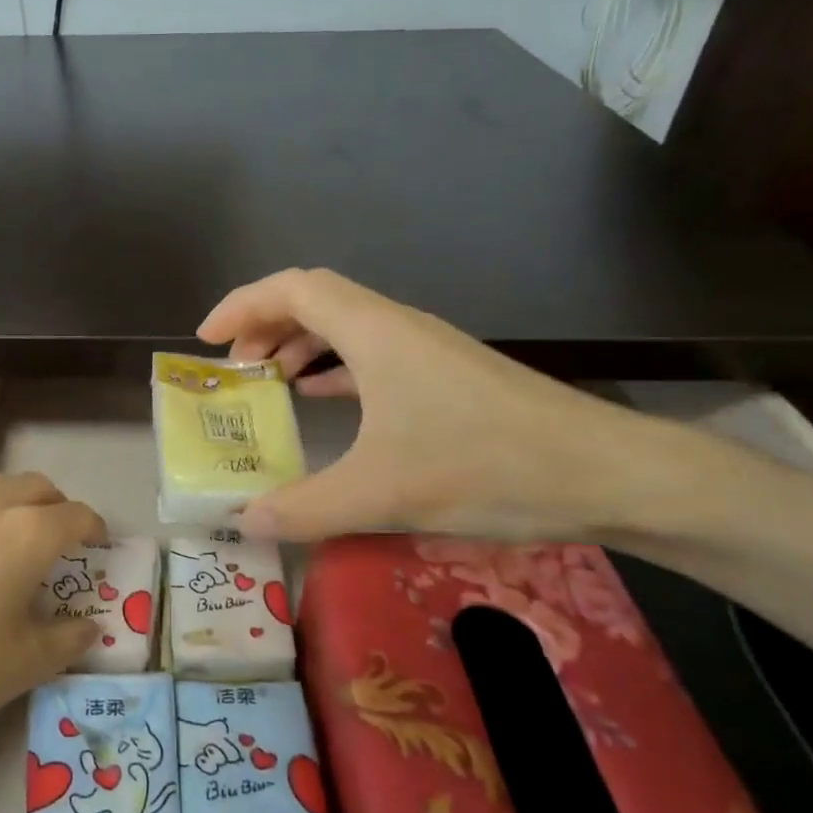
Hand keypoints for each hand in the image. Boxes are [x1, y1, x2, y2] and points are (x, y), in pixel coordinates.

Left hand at [0, 472, 104, 761]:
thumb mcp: (21, 667)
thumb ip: (65, 642)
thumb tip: (88, 627)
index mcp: (26, 533)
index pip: (76, 515)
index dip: (93, 528)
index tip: (97, 544)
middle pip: (33, 486)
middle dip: (53, 506)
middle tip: (54, 539)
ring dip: (5, 506)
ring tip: (0, 542)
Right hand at [197, 268, 670, 542]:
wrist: (605, 472)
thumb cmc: (486, 465)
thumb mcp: (381, 493)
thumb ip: (303, 508)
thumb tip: (243, 523)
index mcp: (374, 333)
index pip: (292, 289)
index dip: (242, 305)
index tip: (207, 339)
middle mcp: (397, 326)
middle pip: (315, 300)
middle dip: (264, 326)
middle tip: (233, 368)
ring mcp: (426, 349)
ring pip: (345, 327)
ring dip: (300, 346)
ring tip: (269, 383)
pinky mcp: (446, 376)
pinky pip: (372, 355)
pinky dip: (335, 370)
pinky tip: (325, 400)